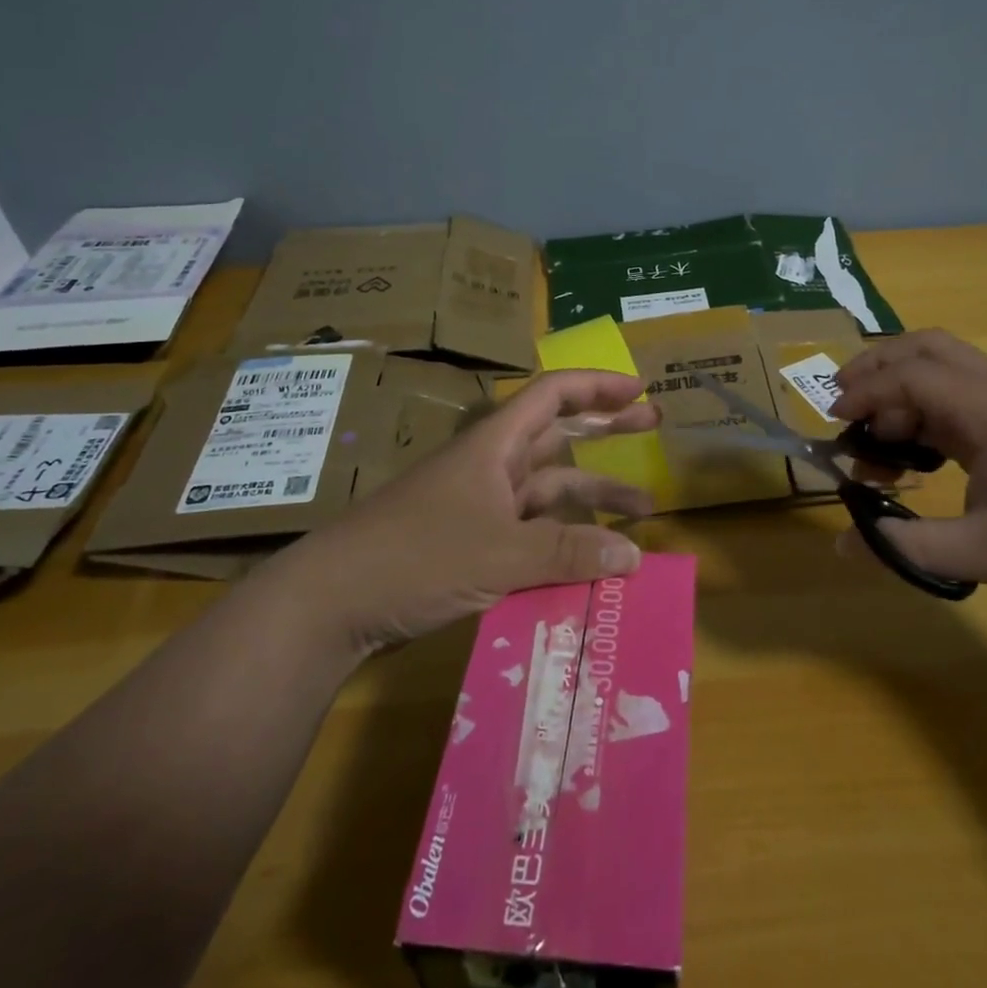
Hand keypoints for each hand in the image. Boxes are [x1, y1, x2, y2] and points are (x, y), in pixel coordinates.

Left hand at [301, 369, 658, 651]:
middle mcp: (491, 466)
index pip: (553, 394)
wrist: (332, 602)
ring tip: (644, 511)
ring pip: (549, 489)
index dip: (597, 385)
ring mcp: (481, 505)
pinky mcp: (472, 542)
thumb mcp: (499, 554)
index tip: (639, 390)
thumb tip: (634, 555)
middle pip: (558, 435)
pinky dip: (563, 537)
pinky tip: (590, 558)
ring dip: (593, 495)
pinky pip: (531, 529)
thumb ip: (568, 553)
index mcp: (495, 444)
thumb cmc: (415, 556)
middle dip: (607, 429)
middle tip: (654, 424)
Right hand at [829, 330, 986, 621]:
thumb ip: (908, 545)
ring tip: (875, 438)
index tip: (833, 422)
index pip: (912, 375)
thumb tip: (842, 543)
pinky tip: (914, 454)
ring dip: (901, 390)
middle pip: (928, 348)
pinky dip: (924, 411)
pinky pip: (959, 398)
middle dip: (878, 367)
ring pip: (945, 369)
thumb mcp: (985, 553)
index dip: (865, 391)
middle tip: (843, 403)